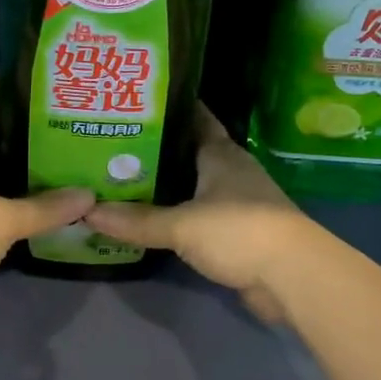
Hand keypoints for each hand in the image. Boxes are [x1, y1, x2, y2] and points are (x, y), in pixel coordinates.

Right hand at [86, 104, 324, 322]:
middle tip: (116, 144)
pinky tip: (153, 219)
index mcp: (221, 154)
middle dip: (159, 148)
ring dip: (169, 184)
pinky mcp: (239, 232)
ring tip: (125, 179)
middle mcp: (231, 170)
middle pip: (191, 152)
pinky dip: (179, 215)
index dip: (170, 110)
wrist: (292, 276)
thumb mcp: (181, 225)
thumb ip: (136, 220)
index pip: (195, 119)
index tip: (137, 103)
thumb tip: (88, 211)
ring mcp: (239, 202)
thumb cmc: (238, 231)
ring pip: (195, 184)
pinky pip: (200, 215)